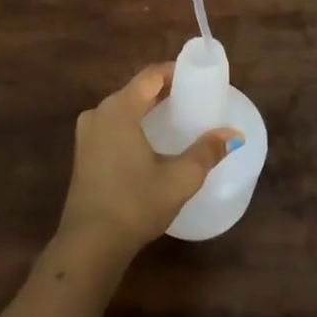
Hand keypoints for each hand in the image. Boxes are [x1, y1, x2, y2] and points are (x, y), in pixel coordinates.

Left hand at [56, 62, 239, 258]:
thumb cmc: (135, 203)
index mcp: (119, 109)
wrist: (89, 244)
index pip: (149, 76)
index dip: (173, 71)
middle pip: (134, 90)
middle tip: (190, 98)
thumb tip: (233, 135)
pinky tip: (148, 142)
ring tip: (173, 118)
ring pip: (121, 109)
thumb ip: (207, 152)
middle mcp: (98, 113)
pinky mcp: (82, 155)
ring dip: (145, 108)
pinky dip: (131, 125)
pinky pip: (111, 126)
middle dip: (162, 91)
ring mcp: (86, 134)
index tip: (195, 77)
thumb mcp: (179, 179)